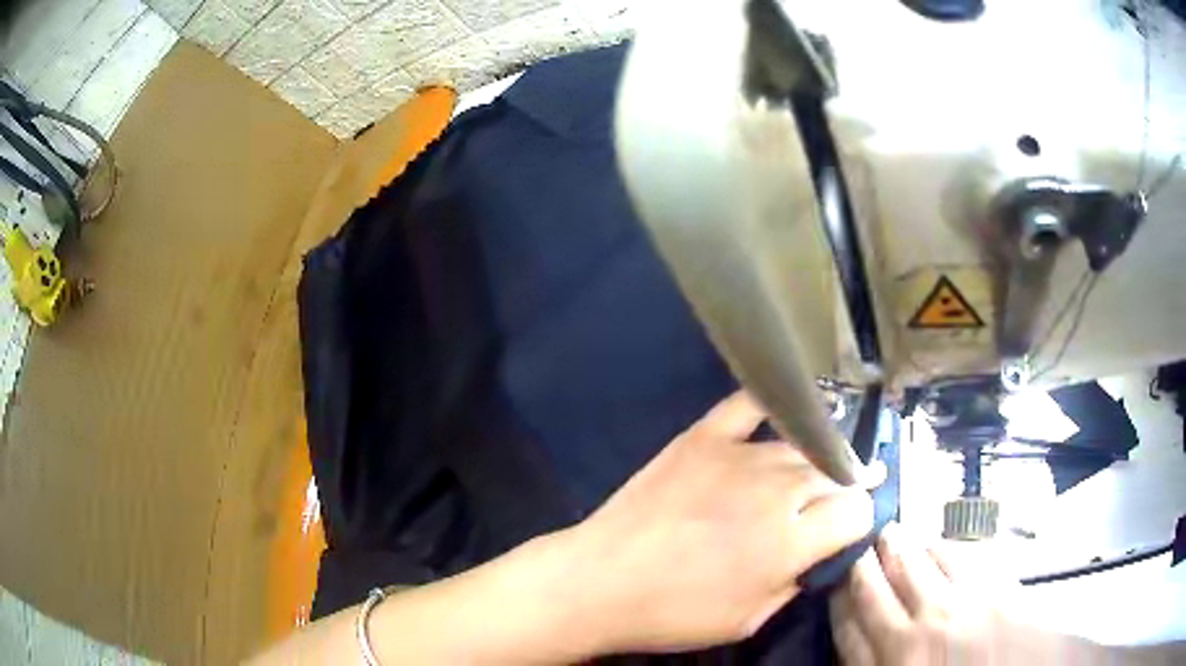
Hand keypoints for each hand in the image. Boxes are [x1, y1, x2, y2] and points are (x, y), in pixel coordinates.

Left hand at [564, 391, 874, 653]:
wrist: (600, 581)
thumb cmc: (673, 614)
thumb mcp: (748, 620)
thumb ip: (795, 582)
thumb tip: (819, 553)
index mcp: (789, 543)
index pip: (856, 511)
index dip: (859, 519)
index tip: (850, 527)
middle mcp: (775, 492)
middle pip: (834, 474)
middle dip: (846, 485)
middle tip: (846, 492)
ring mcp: (738, 457)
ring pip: (802, 447)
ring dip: (816, 459)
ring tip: (818, 467)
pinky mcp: (702, 438)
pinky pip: (749, 406)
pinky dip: (774, 404)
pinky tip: (789, 409)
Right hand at [830, 524, 1085, 665]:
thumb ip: (874, 663)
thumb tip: (856, 633)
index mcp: (890, 664)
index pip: (847, 621)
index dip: (835, 594)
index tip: (832, 576)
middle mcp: (916, 631)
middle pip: (874, 584)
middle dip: (862, 558)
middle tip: (858, 540)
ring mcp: (957, 605)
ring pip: (914, 561)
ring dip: (899, 545)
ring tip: (891, 533)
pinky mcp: (991, 585)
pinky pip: (958, 554)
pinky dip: (940, 545)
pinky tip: (935, 542)